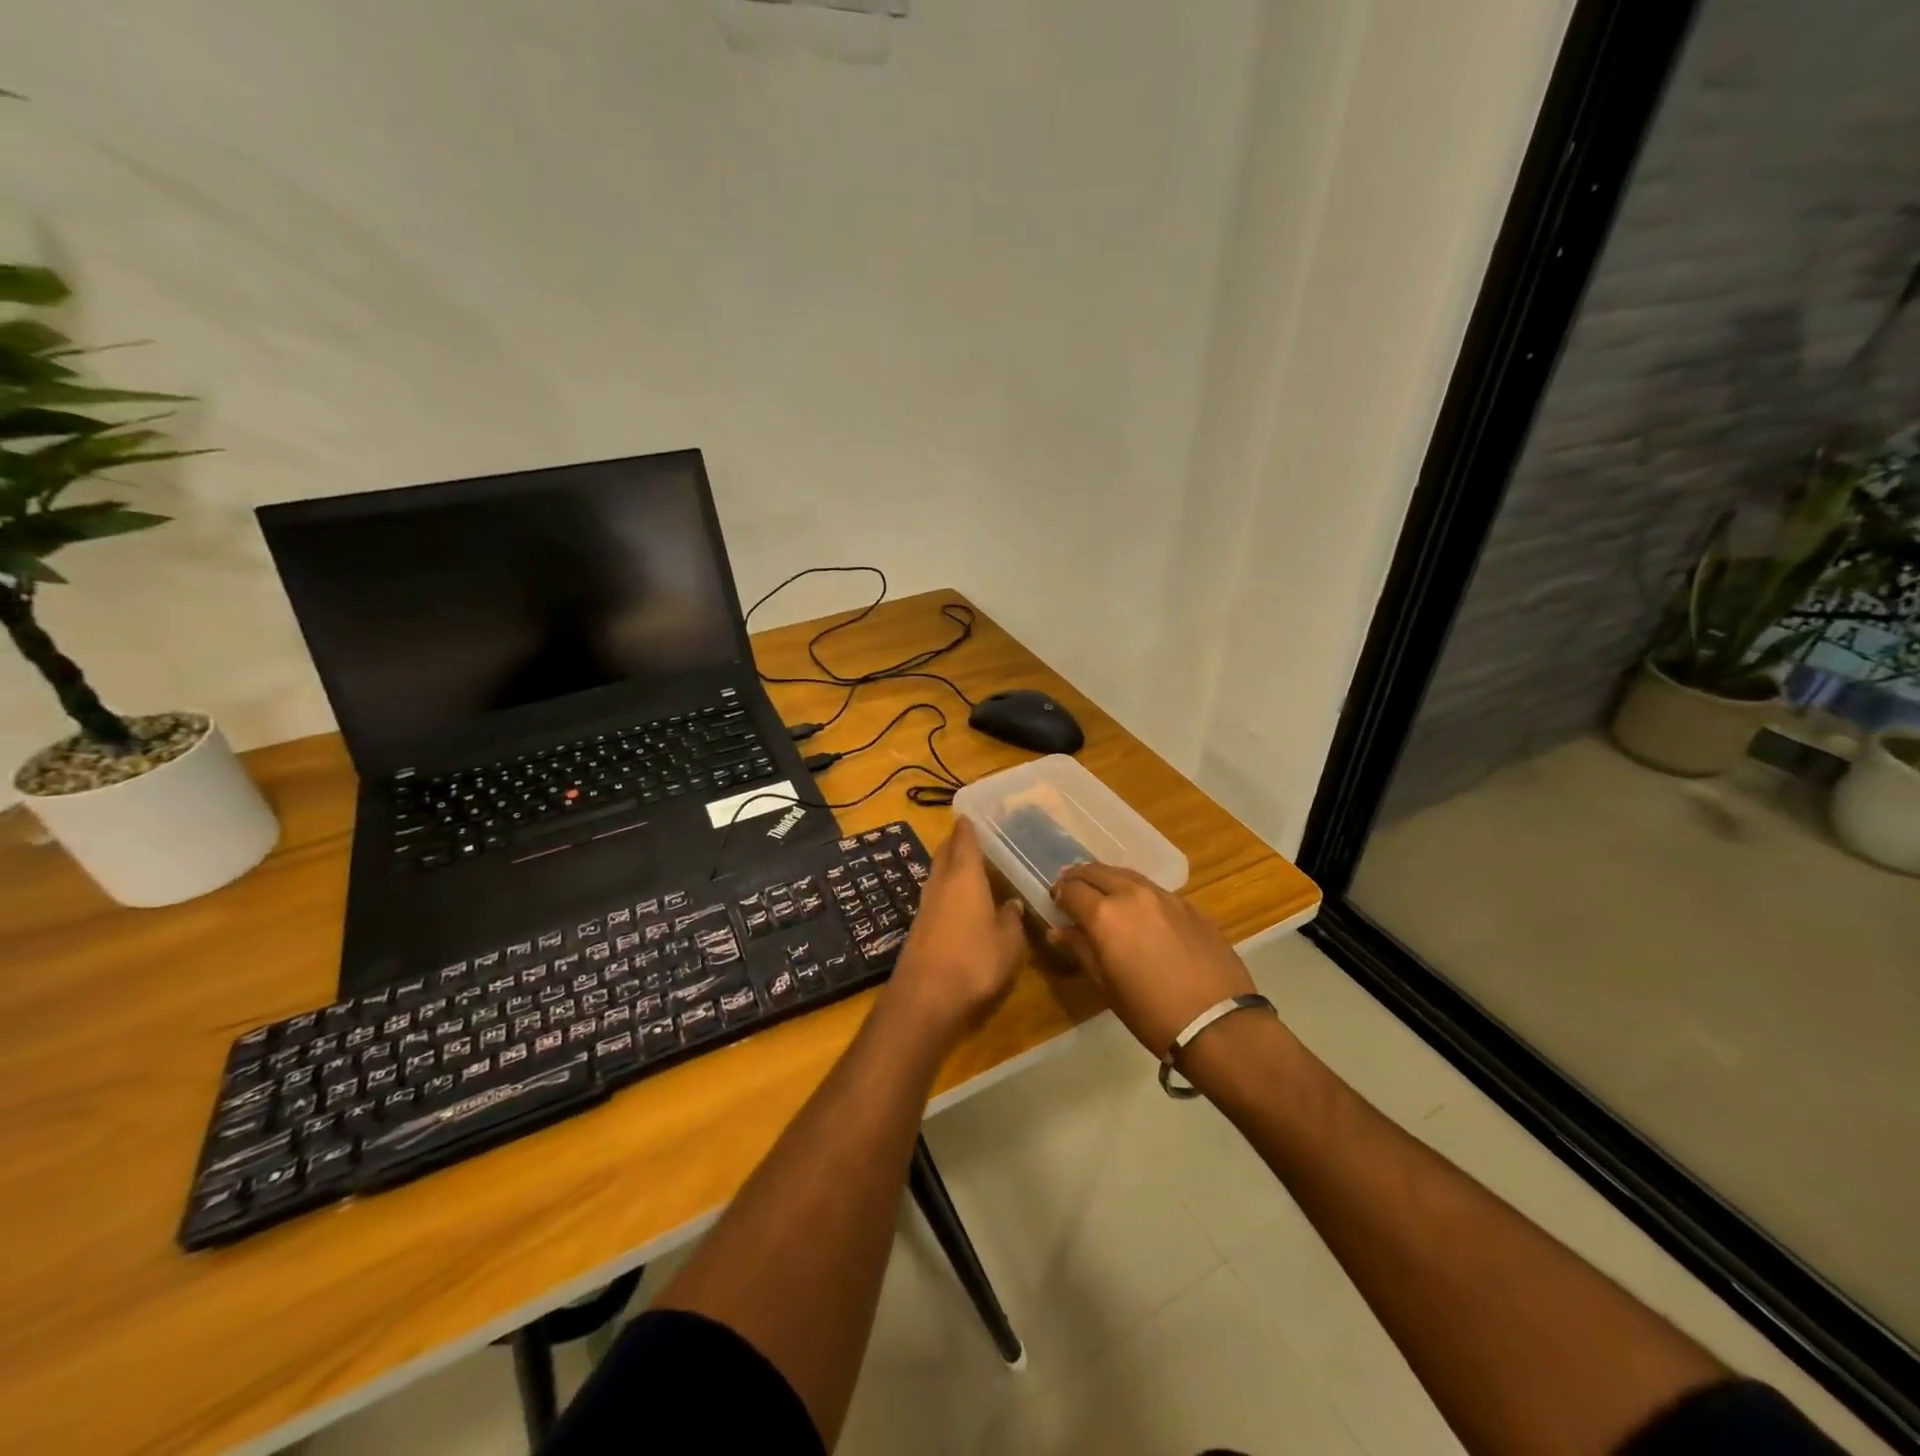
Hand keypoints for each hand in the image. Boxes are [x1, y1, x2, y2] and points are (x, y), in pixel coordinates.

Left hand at [883, 818, 1025, 1046]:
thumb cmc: (974, 961)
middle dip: (955, 842)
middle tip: (969, 836)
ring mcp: (925, 906)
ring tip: (967, 866)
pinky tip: (958, 900)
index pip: (964, 841)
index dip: (967, 827)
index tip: (969, 815)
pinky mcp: (918, 928)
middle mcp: (941, 884)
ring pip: (937, 875)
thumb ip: (1011, 919)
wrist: (925, 997)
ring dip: (949, 866)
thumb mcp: (1009, 943)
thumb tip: (1011, 903)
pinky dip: (946, 890)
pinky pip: (935, 896)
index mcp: (965, 877)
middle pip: (944, 853)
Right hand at [1050, 863, 1255, 1056]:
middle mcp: (1132, 895)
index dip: (1059, 893)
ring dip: (1109, 878)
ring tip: (1102, 890)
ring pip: (1128, 875)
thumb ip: (1081, 949)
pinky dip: (1138, 892)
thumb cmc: (1150, 1012)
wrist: (1217, 1022)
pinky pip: (1155, 889)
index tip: (1055, 900)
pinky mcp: (1190, 905)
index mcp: (1104, 914)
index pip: (1071, 890)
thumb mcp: (1106, 985)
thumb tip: (1058, 931)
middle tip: (1072, 887)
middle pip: (1098, 872)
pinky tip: (1140, 908)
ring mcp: (1165, 896)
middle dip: (1080, 877)